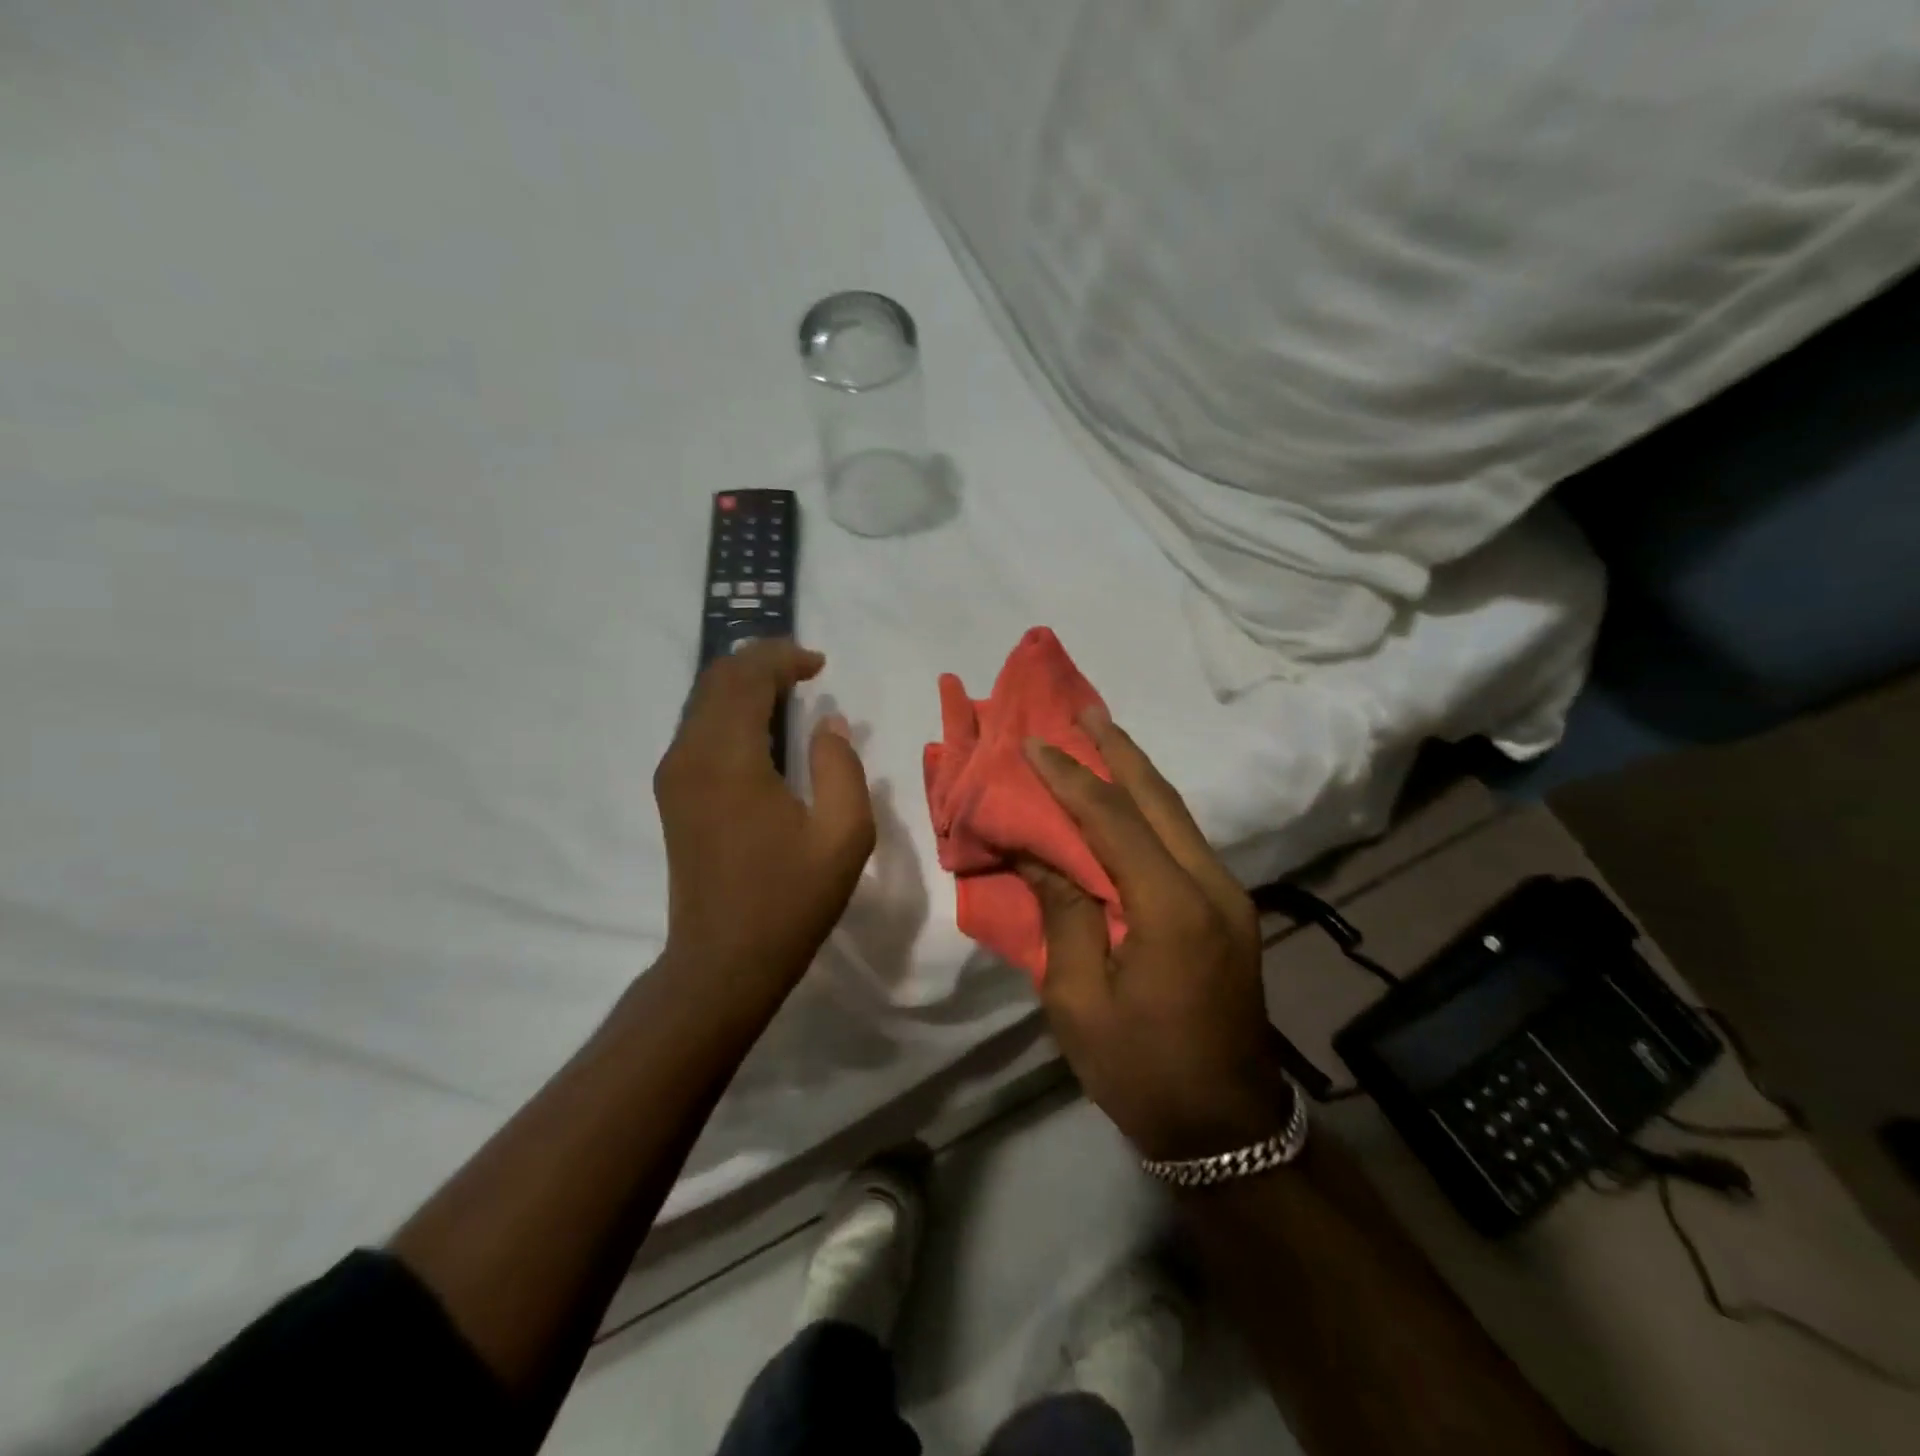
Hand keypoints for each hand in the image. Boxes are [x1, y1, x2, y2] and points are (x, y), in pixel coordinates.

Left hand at [654, 640, 875, 996]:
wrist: (722, 962)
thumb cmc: (789, 900)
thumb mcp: (843, 835)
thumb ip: (840, 767)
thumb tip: (828, 723)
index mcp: (729, 759)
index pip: (746, 677)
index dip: (783, 657)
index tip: (820, 664)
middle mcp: (690, 756)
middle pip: (716, 680)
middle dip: (760, 662)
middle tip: (805, 668)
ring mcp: (674, 776)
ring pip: (703, 702)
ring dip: (744, 685)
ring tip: (789, 690)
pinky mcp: (673, 795)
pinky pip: (699, 729)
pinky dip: (730, 711)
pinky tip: (763, 729)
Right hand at [1021, 707, 1292, 1161]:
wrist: (1227, 1130)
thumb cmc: (1142, 1071)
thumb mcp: (1078, 1000)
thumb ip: (1062, 913)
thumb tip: (1041, 853)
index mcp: (1172, 909)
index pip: (1112, 820)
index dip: (1069, 778)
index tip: (1033, 743)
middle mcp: (1211, 886)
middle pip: (1159, 799)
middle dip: (1118, 750)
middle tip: (1082, 709)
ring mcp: (1229, 896)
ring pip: (1177, 814)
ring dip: (1137, 773)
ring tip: (1101, 735)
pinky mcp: (1229, 909)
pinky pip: (1184, 840)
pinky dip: (1151, 808)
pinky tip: (1128, 797)